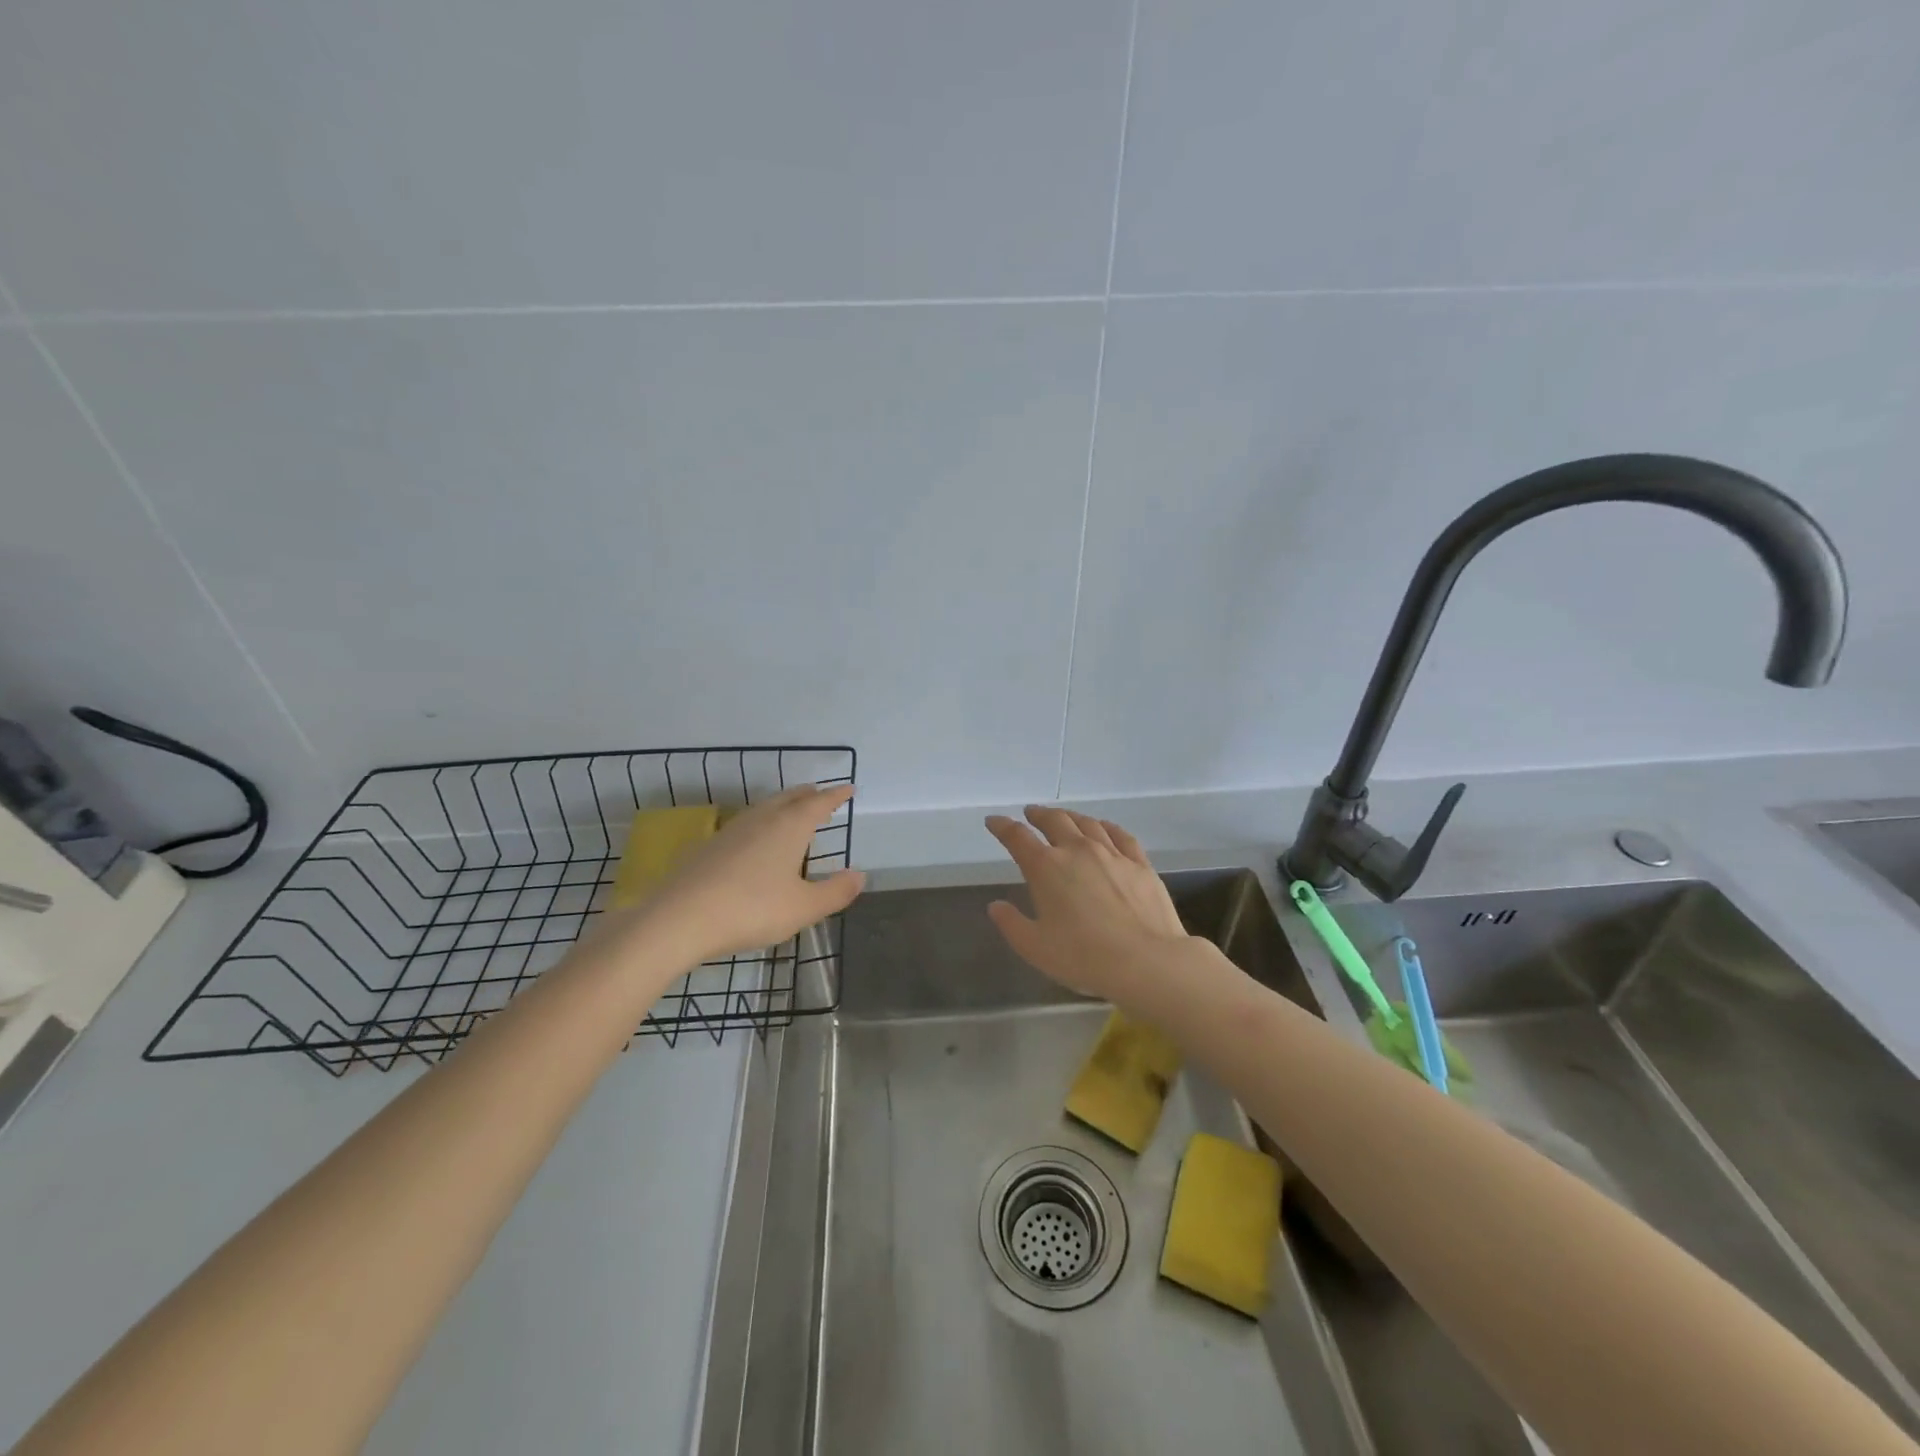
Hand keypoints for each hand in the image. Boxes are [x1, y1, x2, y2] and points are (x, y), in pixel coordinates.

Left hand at [625, 784, 864, 963]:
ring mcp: (732, 831)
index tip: (848, 788)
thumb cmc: (752, 909)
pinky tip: (754, 841)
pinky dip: (760, 824)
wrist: (680, 918)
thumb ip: (835, 892)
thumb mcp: (804, 907)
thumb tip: (859, 875)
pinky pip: (745, 825)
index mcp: (790, 827)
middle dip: (808, 795)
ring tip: (790, 812)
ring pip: (764, 808)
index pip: (819, 803)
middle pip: (789, 798)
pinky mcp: (709, 847)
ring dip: (782, 806)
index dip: (836, 796)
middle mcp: (762, 819)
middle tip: (819, 794)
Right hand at [984, 806, 1191, 1001]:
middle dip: (1038, 815)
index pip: (1017, 837)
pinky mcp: (1140, 864)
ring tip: (1063, 817)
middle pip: (1054, 821)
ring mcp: (1112, 854)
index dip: (1002, 826)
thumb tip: (996, 906)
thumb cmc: (1083, 957)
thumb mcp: (1035, 947)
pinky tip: (1103, 828)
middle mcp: (1077, 850)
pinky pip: (1120, 835)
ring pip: (1087, 823)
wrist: (1146, 961)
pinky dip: (1106, 826)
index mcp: (1046, 868)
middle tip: (1030, 814)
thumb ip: (1011, 924)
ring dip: (1070, 816)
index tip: (993, 821)